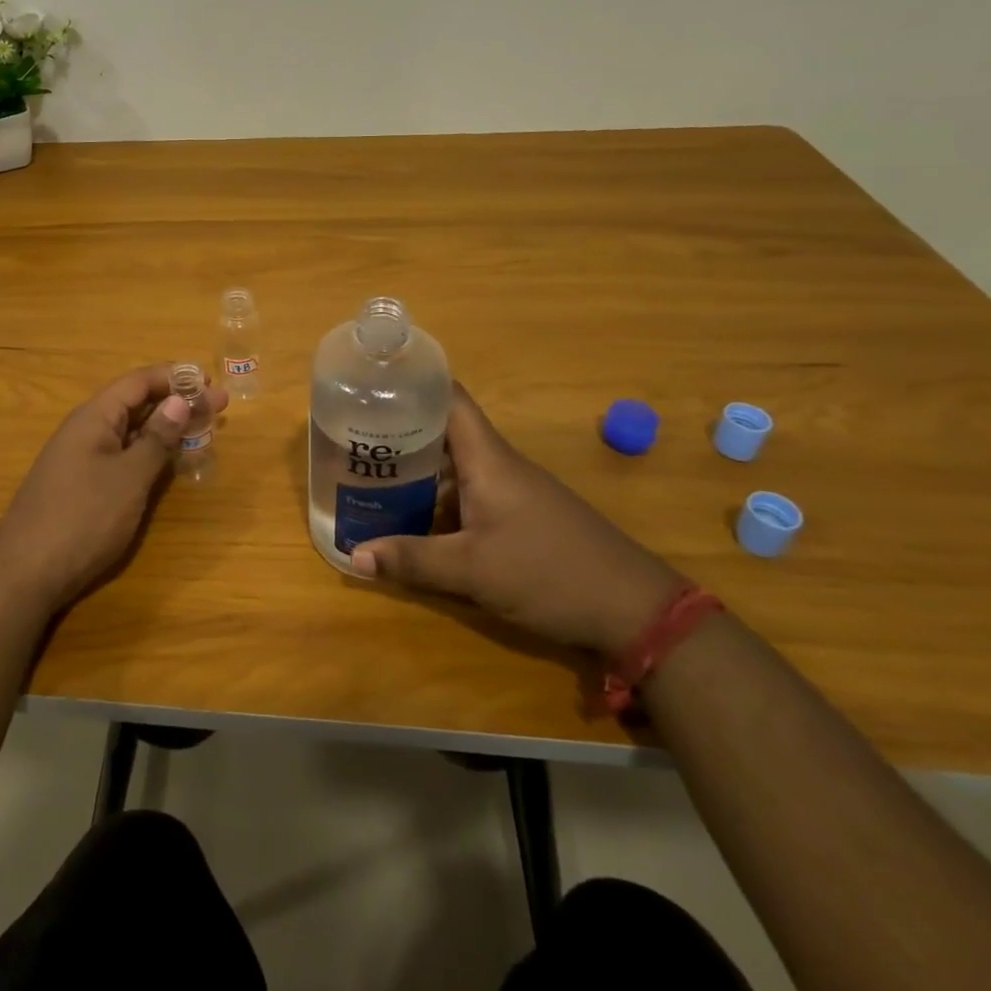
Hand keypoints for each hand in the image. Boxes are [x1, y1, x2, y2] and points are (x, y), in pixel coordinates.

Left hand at [0, 365, 228, 618]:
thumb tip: (179, 401)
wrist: (25, 574)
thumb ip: (156, 439)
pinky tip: (168, 464)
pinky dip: (149, 453)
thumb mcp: (128, 477)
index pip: (138, 382)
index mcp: (94, 417)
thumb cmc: (83, 518)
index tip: (211, 383)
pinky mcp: (81, 487)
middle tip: (220, 408)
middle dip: (177, 402)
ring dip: (165, 428)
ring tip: (202, 431)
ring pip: (130, 432)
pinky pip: (121, 456)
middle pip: (136, 404)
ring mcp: (81, 460)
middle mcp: (85, 430)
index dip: (175, 378)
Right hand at [351, 384, 681, 654]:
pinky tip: (416, 517)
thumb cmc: (550, 574)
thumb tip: (353, 556)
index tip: (373, 380)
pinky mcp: (523, 515)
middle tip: (354, 435)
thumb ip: (412, 560)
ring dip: (418, 468)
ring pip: (456, 465)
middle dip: (400, 430)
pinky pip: (471, 492)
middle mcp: (499, 464)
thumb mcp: (473, 571)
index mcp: (487, 458)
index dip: (413, 381)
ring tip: (372, 474)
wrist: (637, 611)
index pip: (449, 396)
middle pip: (445, 430)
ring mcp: (514, 489)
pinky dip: (440, 497)